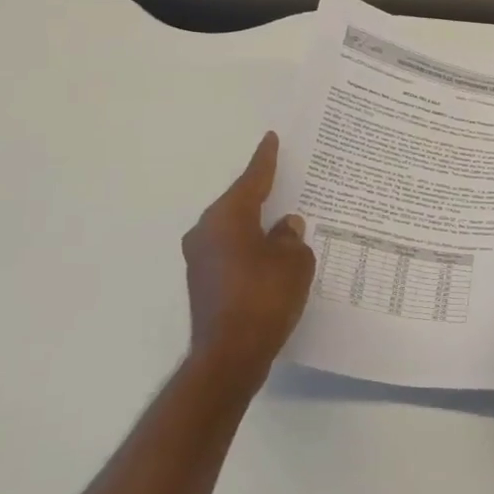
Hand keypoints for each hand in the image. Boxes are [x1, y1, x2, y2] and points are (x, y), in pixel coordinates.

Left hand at [181, 133, 315, 389]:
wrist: (230, 354)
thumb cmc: (265, 297)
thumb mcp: (293, 261)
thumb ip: (291, 237)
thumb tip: (285, 227)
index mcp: (228, 217)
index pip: (252, 179)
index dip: (266, 159)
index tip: (271, 138)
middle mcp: (206, 231)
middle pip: (239, 203)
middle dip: (261, 194)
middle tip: (284, 180)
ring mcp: (200, 259)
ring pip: (234, 230)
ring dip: (257, 226)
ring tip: (283, 221)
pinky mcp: (203, 282)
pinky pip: (231, 252)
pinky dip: (250, 249)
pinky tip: (270, 256)